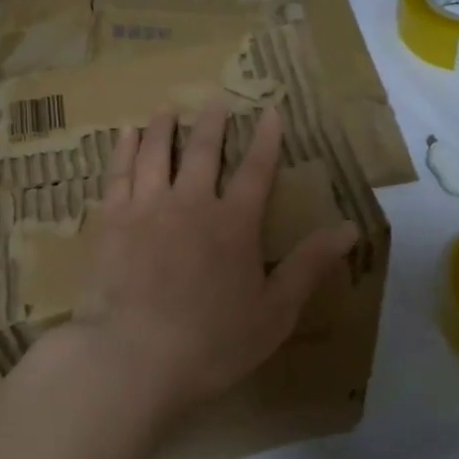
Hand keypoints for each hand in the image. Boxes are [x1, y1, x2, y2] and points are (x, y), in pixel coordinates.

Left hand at [67, 104, 359, 418]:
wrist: (134, 357)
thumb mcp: (275, 311)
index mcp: (234, 224)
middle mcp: (190, 203)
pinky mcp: (110, 222)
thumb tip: (349, 228)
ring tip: (166, 110)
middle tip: (214, 100)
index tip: (270, 111)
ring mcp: (146, 208)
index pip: (256, 170)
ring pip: (155, 153)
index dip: (267, 139)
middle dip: (211, 123)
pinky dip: (123, 150)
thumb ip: (310, 265)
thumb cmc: (212, 343)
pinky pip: (117, 174)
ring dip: (162, 127)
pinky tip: (124, 136)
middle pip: (202, 151)